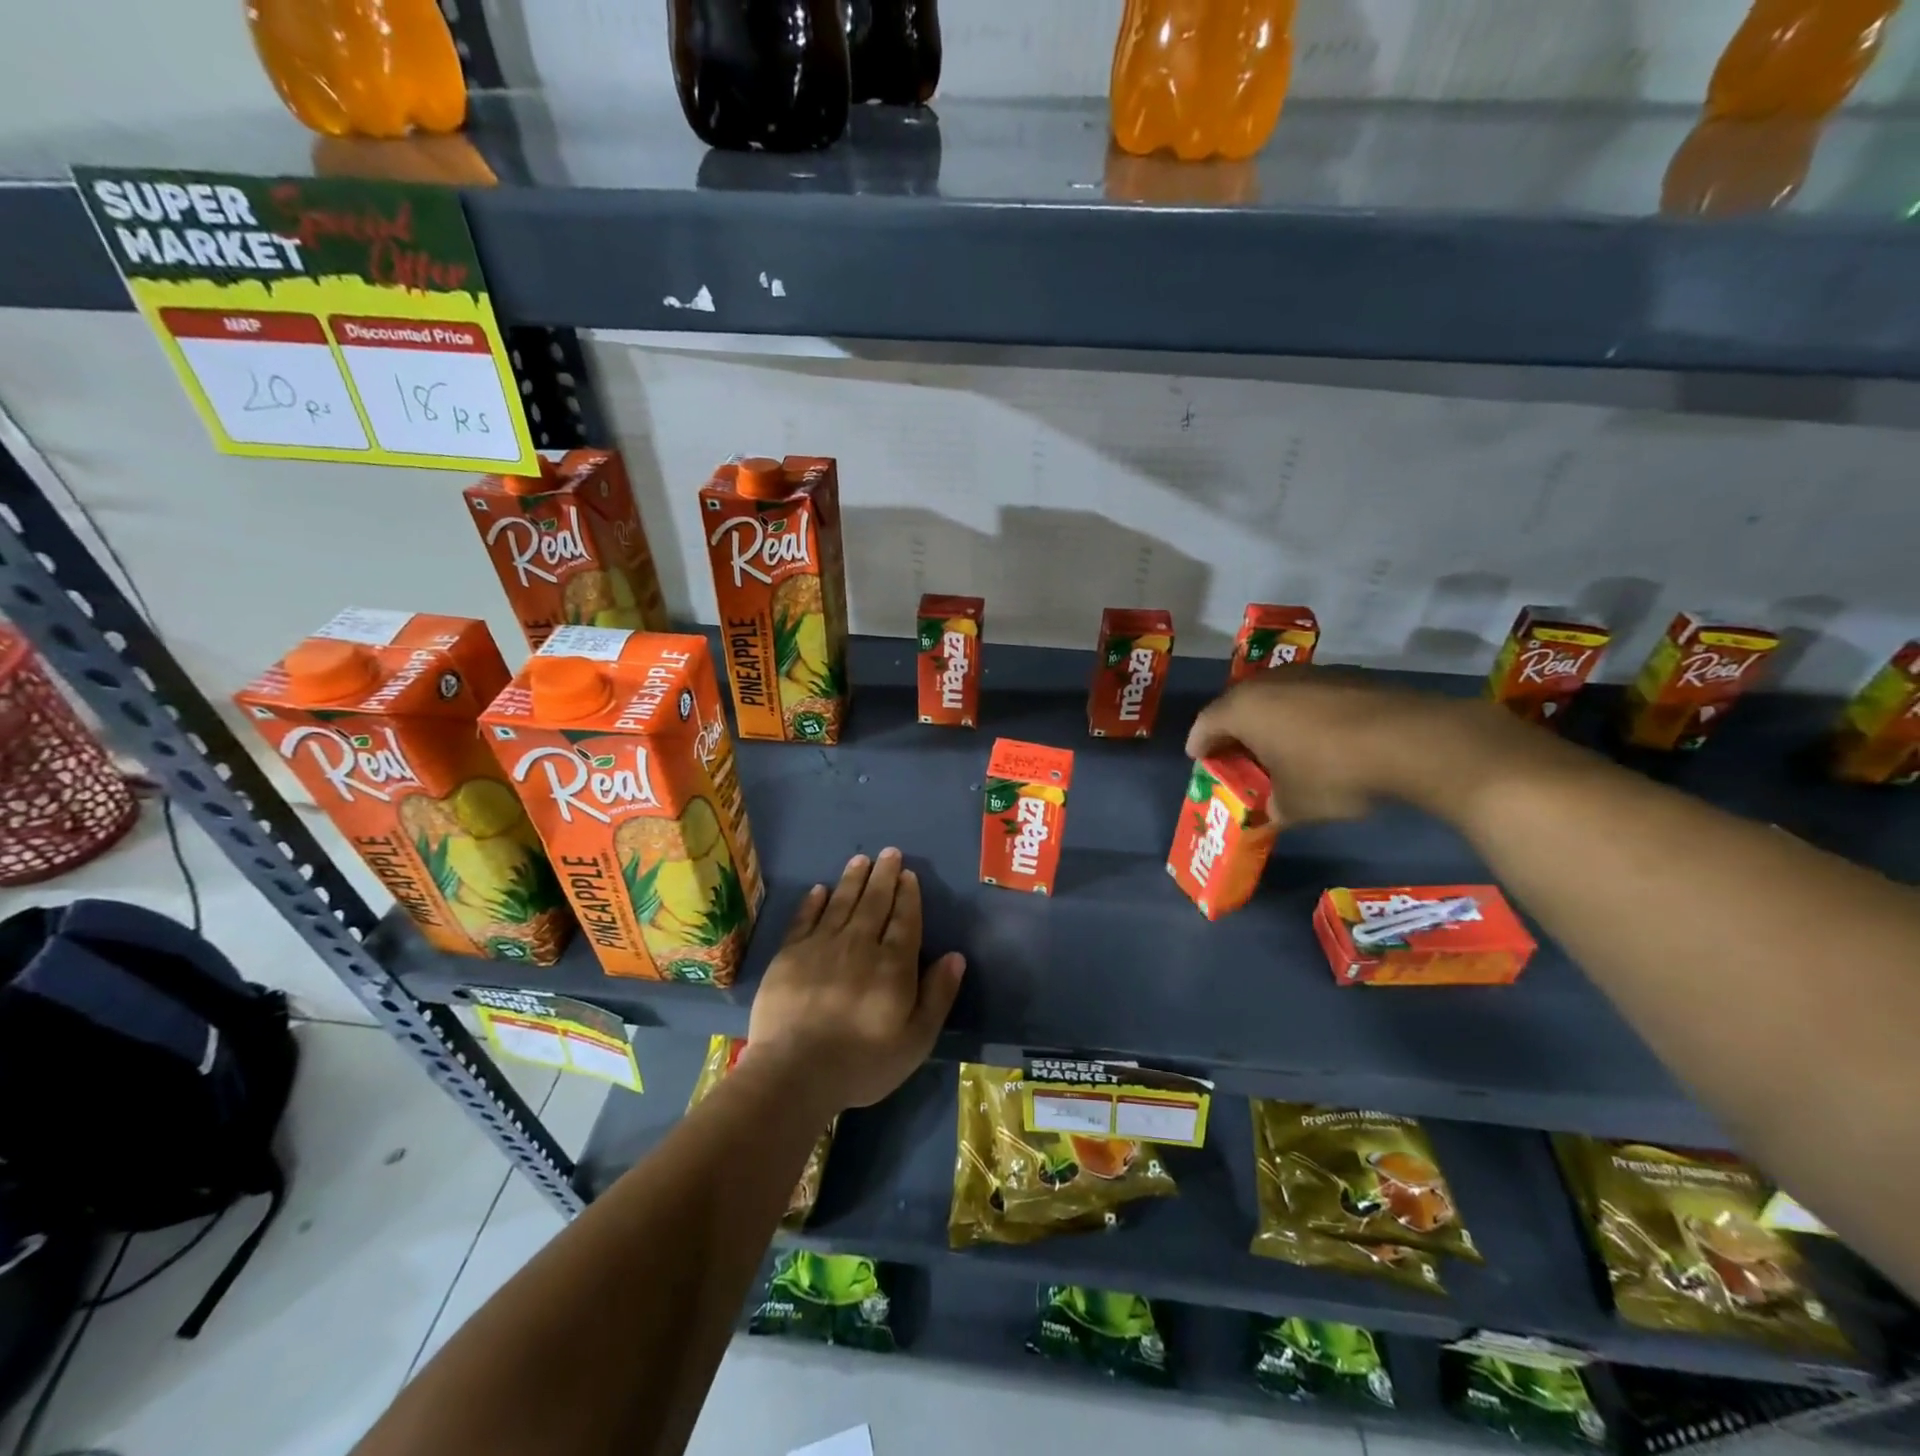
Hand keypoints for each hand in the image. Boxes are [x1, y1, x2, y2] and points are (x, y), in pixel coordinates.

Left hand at [744, 848, 965, 1113]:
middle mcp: (859, 945)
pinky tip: (820, 889)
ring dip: (853, 879)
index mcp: (893, 965)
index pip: (905, 920)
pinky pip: (805, 919)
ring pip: (841, 903)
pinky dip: (814, 902)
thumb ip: (938, 996)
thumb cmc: (862, 1063)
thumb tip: (956, 956)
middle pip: (874, 903)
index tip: (909, 874)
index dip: (908, 896)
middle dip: (884, 876)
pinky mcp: (789, 955)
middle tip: (889, 852)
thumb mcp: (915, 1041)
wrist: (794, 1073)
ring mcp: (821, 946)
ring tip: (861, 859)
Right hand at [1185, 671, 1555, 828]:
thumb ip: (1271, 808)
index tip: (1200, 759)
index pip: (1205, 724)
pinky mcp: (1346, 676)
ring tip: (1280, 747)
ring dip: (1271, 720)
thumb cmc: (1333, 774)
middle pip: (1238, 705)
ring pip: (1275, 698)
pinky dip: (1304, 715)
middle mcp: (1269, 684)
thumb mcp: (1293, 806)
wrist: (1411, 741)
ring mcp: (1309, 675)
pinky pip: (1308, 697)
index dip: (1200, 744)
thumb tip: (1271, 810)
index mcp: (1243, 710)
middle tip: (1238, 755)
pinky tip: (1321, 739)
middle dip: (1234, 731)